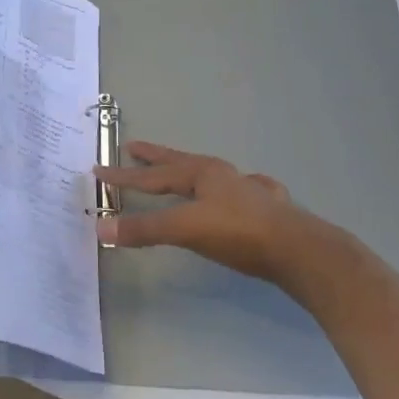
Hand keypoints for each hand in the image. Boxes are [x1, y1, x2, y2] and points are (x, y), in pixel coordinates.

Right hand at [94, 141, 326, 284]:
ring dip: (190, 172)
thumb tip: (101, 228)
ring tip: (182, 171)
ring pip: (212, 175)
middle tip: (134, 148)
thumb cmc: (238, 232)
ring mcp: (248, 190)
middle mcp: (224, 175)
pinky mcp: (268, 210)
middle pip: (181, 163)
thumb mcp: (185, 228)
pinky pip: (243, 191)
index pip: (153, 175)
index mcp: (201, 173)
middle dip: (156, 158)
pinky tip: (245, 188)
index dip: (124, 176)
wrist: (299, 250)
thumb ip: (144, 228)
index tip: (99, 170)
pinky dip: (234, 188)